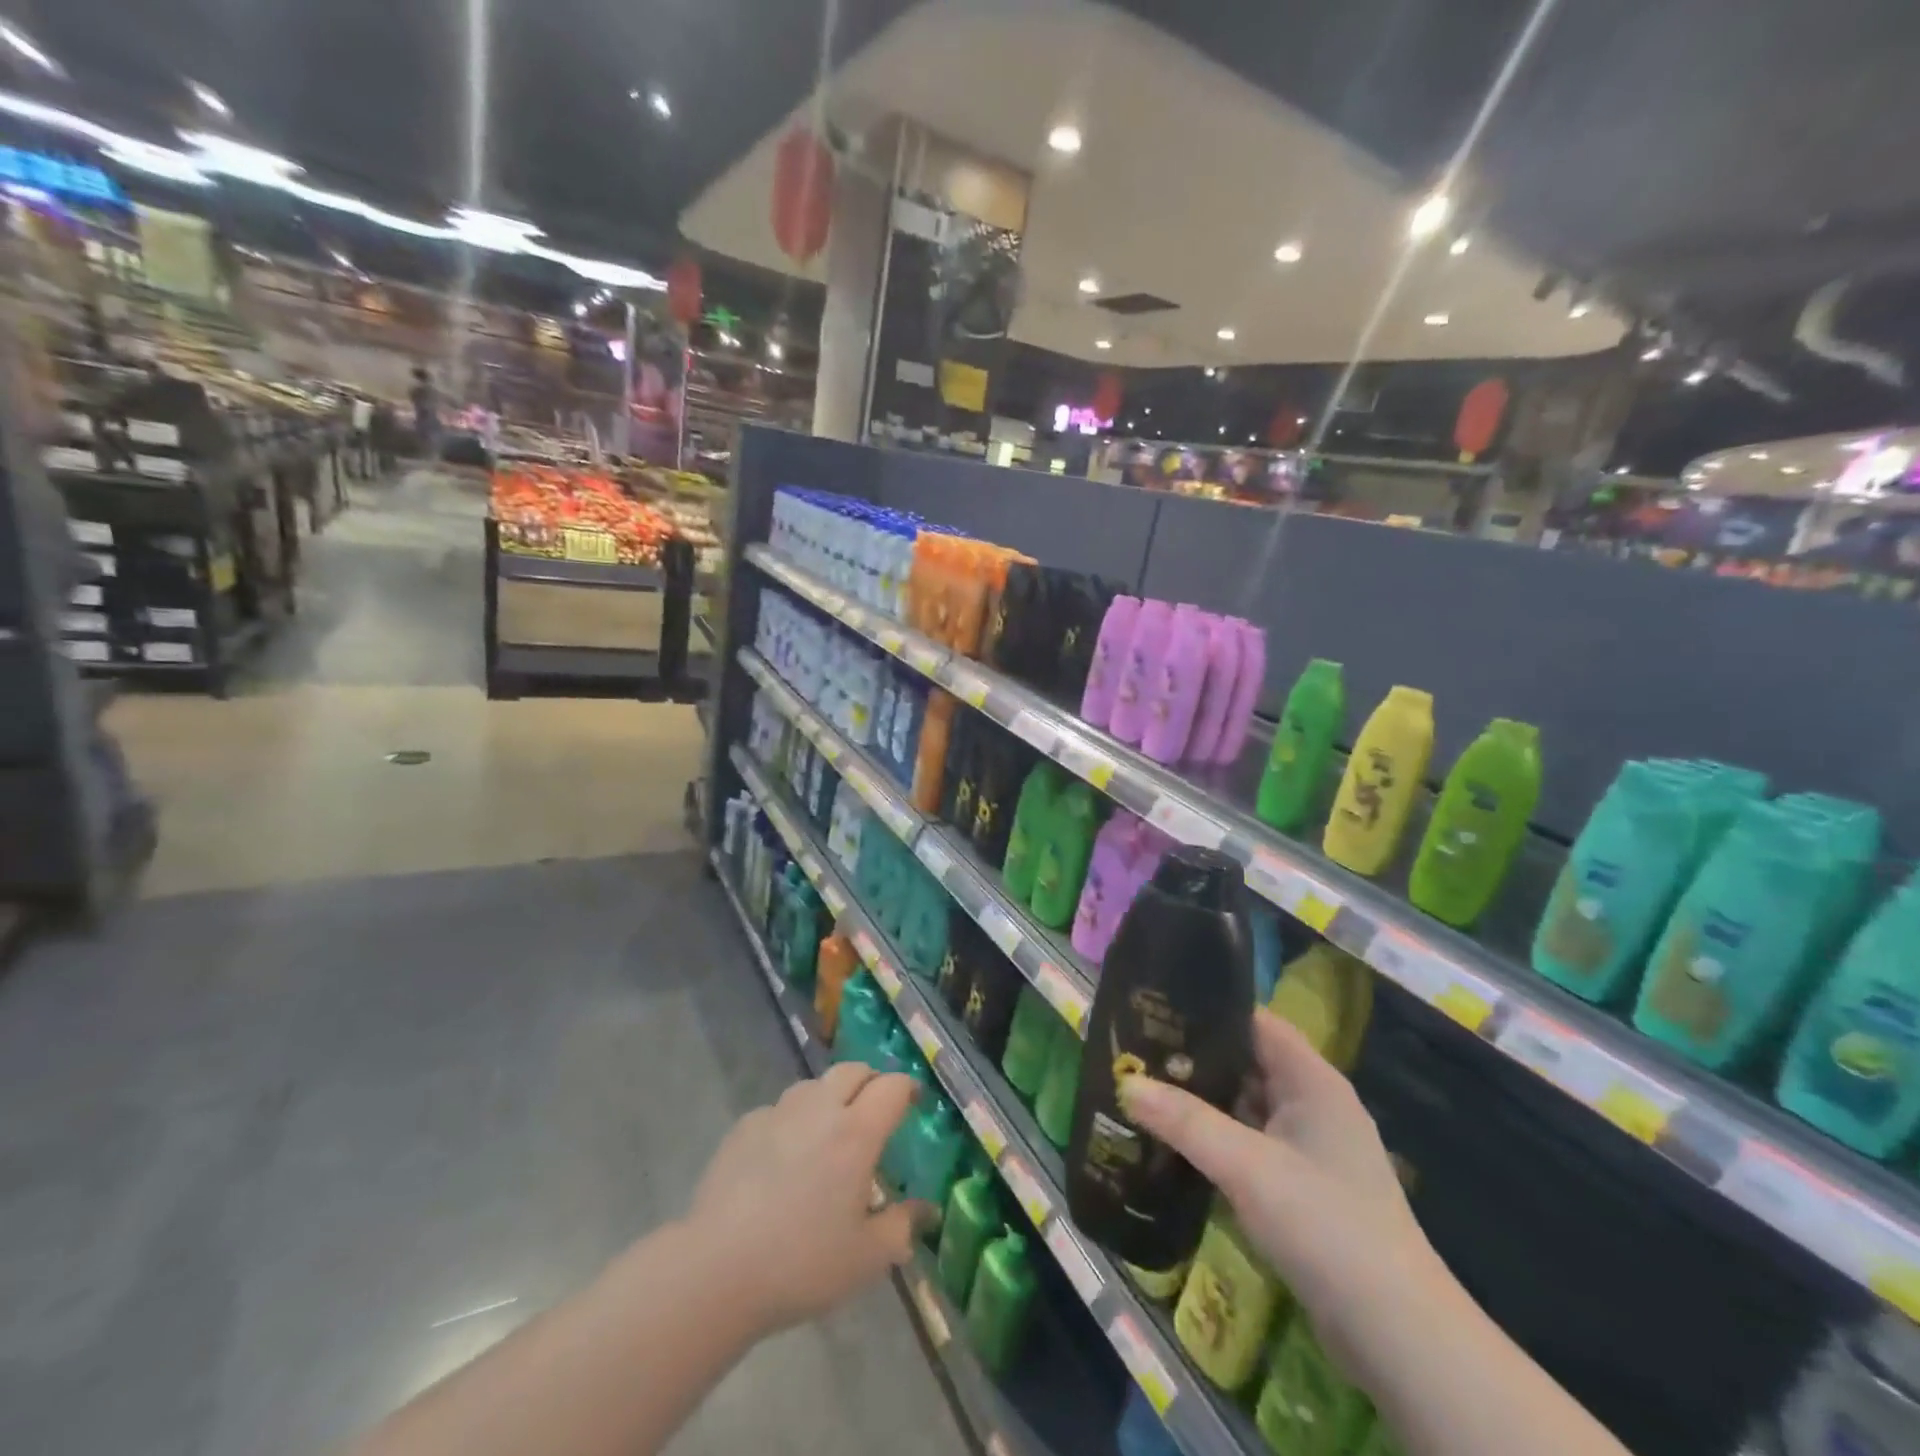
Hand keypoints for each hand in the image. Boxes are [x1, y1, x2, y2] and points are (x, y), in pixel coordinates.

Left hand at [687, 1063, 927, 1332]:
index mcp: (856, 1133)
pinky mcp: (744, 1126)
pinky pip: (779, 1109)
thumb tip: (927, 1209)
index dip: (908, 1088)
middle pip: (853, 1070)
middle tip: (876, 1111)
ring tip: (831, 1131)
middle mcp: (820, 1109)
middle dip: (871, 1082)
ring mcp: (778, 1113)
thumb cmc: (802, 1263)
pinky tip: (785, 1156)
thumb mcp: (866, 1258)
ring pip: (814, 1085)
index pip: (892, 1086)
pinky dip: (793, 1120)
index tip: (914, 1102)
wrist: (716, 1270)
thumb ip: (902, 1227)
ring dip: (831, 1096)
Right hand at [1120, 1010, 1437, 1355]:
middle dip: (1194, 1056)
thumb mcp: (1248, 1167)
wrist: (1398, 1337)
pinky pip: (1248, 1144)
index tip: (1156, 1005)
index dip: (1209, 1009)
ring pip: (1245, 1106)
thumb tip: (1126, 1083)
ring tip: (1142, 1086)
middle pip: (1246, 1062)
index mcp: (1312, 1081)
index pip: (1255, 1022)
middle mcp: (1312, 1104)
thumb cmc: (1326, 1226)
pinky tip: (1172, 1141)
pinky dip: (1214, 1138)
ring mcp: (1308, 1148)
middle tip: (1134, 1048)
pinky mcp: (1300, 1187)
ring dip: (1200, 1099)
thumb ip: (1185, 1122)